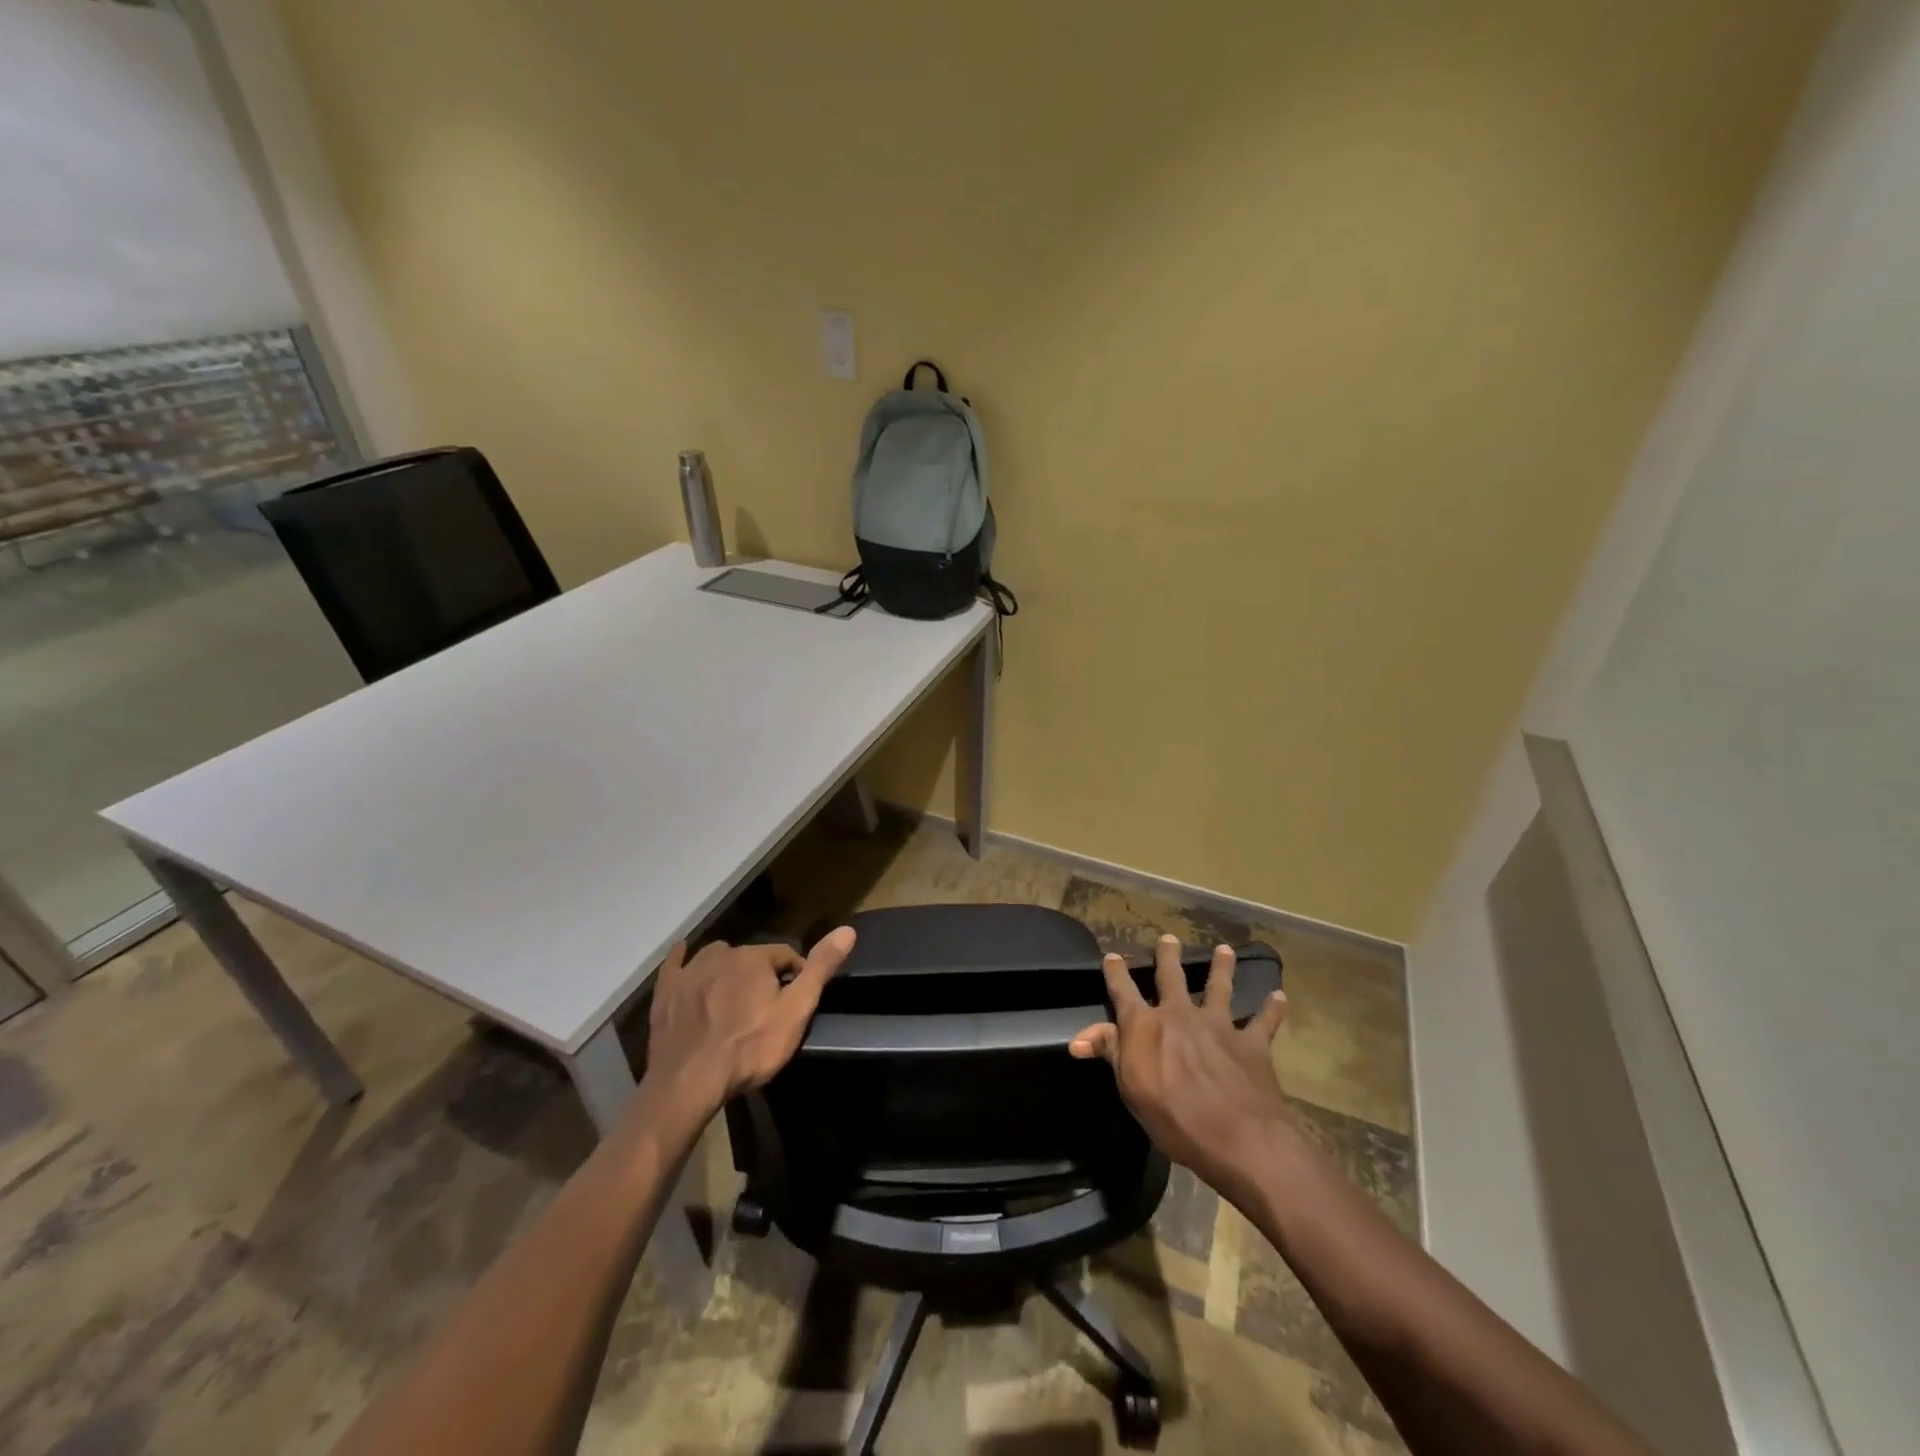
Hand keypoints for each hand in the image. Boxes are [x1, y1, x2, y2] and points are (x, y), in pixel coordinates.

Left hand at [642, 929, 856, 1114]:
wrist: (689, 1081)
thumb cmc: (750, 1048)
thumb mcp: (796, 1011)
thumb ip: (819, 969)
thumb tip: (847, 930)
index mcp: (755, 957)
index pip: (785, 955)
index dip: (794, 976)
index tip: (794, 1002)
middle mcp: (722, 954)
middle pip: (751, 957)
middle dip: (760, 975)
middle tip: (763, 1007)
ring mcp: (690, 971)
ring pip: (716, 958)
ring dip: (727, 969)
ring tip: (732, 997)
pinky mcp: (666, 991)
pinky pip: (676, 963)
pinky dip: (682, 959)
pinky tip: (683, 956)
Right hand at [1070, 934, 1290, 1198]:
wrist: (1239, 1136)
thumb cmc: (1174, 1117)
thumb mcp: (1131, 1089)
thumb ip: (1109, 1054)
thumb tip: (1078, 1038)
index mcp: (1146, 1025)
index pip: (1123, 991)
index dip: (1116, 972)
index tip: (1112, 956)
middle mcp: (1180, 1014)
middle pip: (1172, 977)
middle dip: (1168, 957)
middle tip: (1169, 938)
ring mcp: (1219, 1026)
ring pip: (1219, 988)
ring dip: (1222, 967)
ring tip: (1225, 950)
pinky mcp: (1251, 1044)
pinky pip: (1263, 1022)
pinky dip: (1271, 1009)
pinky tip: (1279, 996)